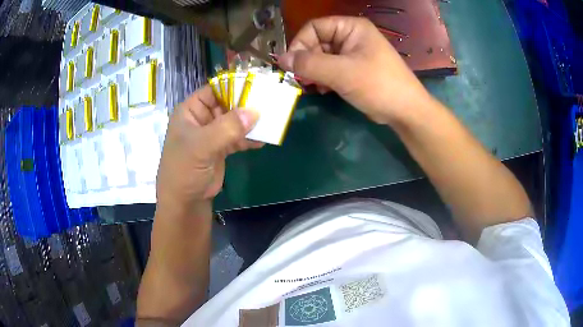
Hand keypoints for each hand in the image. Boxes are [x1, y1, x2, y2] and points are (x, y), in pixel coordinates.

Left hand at [156, 85, 260, 211]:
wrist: (185, 202)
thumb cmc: (184, 170)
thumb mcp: (202, 146)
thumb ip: (227, 128)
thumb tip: (254, 112)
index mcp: (191, 111)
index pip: (214, 89)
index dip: (234, 86)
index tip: (257, 85)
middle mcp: (202, 118)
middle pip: (227, 104)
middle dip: (246, 104)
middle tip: (269, 102)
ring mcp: (212, 134)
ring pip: (235, 121)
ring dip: (251, 122)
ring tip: (271, 120)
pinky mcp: (221, 148)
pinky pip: (238, 138)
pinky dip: (250, 138)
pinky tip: (264, 139)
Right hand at [278, 16, 430, 123]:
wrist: (405, 111)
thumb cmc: (377, 85)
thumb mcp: (341, 72)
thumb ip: (308, 64)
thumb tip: (280, 59)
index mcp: (351, 27)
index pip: (314, 27)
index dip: (300, 43)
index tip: (291, 64)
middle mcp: (351, 36)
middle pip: (316, 42)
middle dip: (307, 61)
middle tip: (301, 80)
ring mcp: (353, 53)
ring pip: (322, 57)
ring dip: (313, 72)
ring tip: (312, 87)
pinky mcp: (354, 69)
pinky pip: (330, 69)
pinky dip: (323, 79)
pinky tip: (323, 90)